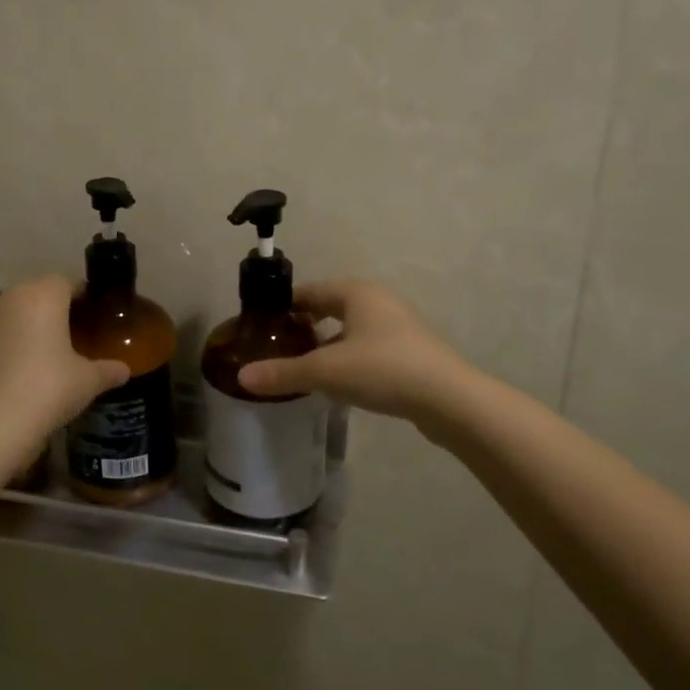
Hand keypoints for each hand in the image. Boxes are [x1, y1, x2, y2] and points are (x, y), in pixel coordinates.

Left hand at [0, 275, 129, 442]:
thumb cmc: (48, 389)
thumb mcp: (87, 381)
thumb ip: (108, 370)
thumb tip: (124, 370)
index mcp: (44, 296)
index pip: (67, 281)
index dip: (82, 293)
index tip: (94, 310)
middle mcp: (13, 299)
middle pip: (38, 291)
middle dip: (56, 305)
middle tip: (75, 328)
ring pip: (15, 310)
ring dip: (30, 321)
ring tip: (48, 348)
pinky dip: (11, 340)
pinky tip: (22, 366)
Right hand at [237, 279, 475, 426]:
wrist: (448, 399)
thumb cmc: (382, 369)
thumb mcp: (326, 371)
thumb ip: (283, 373)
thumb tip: (241, 378)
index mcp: (356, 292)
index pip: (310, 290)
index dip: (284, 305)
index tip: (261, 324)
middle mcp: (378, 301)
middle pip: (331, 307)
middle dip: (305, 324)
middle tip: (279, 346)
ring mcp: (398, 326)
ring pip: (351, 329)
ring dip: (328, 344)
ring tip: (304, 367)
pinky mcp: (410, 352)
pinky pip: (368, 348)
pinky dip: (349, 359)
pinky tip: (339, 384)